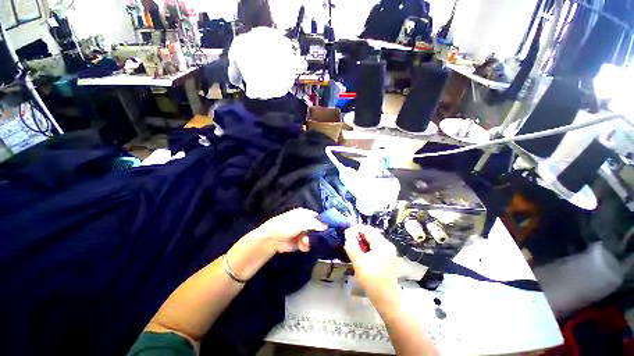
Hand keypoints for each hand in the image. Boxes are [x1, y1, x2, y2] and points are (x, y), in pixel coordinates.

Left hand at [252, 208, 327, 252]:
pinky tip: (302, 246)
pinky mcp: (300, 242)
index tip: (331, 228)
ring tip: (305, 242)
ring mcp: (303, 232)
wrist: (272, 239)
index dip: (324, 222)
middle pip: (318, 228)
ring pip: (314, 237)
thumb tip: (327, 226)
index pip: (319, 217)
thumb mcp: (302, 222)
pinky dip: (306, 245)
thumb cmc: (287, 225)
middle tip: (320, 238)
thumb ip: (315, 223)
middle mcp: (305, 222)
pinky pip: (308, 244)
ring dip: (311, 240)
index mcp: (305, 213)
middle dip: (318, 233)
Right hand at [344, 226, 399, 308]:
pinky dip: (368, 247)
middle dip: (359, 235)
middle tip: (349, 242)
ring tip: (354, 248)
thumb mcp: (358, 262)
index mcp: (382, 244)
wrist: (388, 301)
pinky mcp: (389, 258)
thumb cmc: (372, 281)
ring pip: (373, 240)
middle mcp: (388, 244)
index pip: (367, 229)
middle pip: (371, 233)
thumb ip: (351, 245)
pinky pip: (377, 247)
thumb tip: (348, 232)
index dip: (355, 229)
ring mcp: (390, 251)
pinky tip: (362, 255)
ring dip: (363, 241)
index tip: (346, 234)